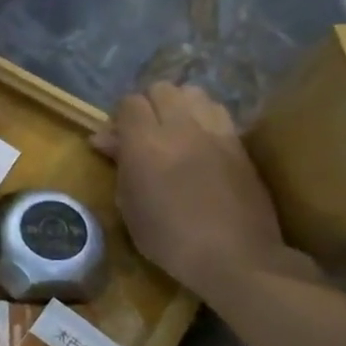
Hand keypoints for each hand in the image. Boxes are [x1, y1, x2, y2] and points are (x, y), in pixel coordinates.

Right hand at [91, 82, 306, 300]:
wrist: (235, 256)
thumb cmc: (169, 238)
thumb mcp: (129, 205)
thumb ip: (119, 164)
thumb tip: (105, 139)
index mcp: (145, 143)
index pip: (130, 103)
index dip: (120, 118)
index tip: (117, 140)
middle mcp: (180, 128)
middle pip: (162, 89)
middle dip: (149, 105)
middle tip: (144, 133)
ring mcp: (215, 132)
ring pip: (193, 93)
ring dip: (179, 105)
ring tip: (175, 130)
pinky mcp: (240, 143)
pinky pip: (218, 112)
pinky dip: (203, 117)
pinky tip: (200, 141)